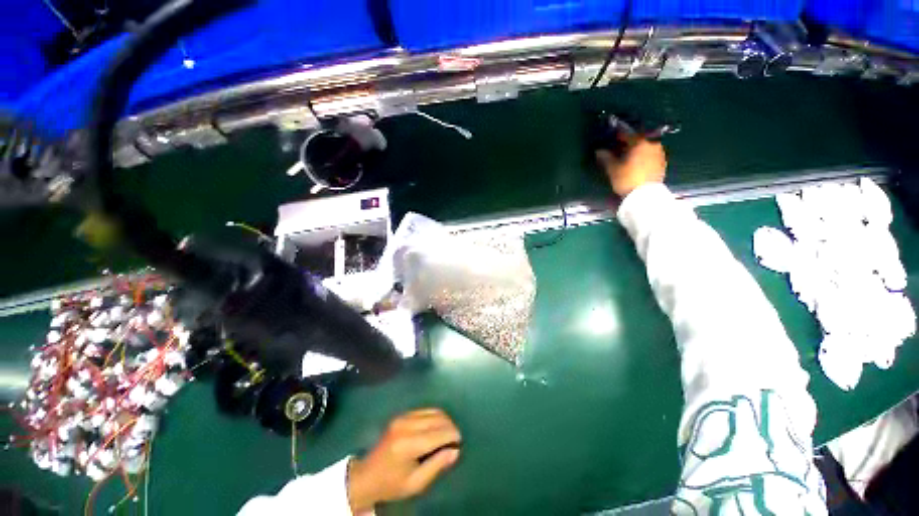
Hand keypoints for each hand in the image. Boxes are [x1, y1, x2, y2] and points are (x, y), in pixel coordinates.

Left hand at [348, 409, 461, 512]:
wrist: (366, 476)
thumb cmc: (391, 484)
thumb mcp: (416, 483)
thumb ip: (437, 466)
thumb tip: (455, 451)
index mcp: (408, 445)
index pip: (437, 434)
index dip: (452, 435)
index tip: (460, 442)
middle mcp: (406, 425)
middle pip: (437, 419)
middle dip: (450, 426)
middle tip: (456, 439)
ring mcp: (402, 417)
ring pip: (432, 411)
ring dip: (444, 420)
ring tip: (448, 433)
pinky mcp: (401, 415)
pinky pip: (424, 410)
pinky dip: (435, 416)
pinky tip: (437, 427)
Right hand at [596, 138, 666, 197]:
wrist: (645, 196)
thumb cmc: (627, 179)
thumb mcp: (613, 169)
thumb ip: (606, 158)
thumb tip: (599, 151)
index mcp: (640, 143)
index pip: (627, 135)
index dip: (617, 137)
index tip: (610, 139)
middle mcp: (652, 144)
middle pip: (637, 142)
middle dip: (628, 145)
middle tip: (618, 151)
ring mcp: (659, 154)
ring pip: (645, 149)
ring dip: (636, 152)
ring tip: (627, 159)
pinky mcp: (662, 164)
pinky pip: (650, 157)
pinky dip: (643, 159)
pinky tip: (636, 166)